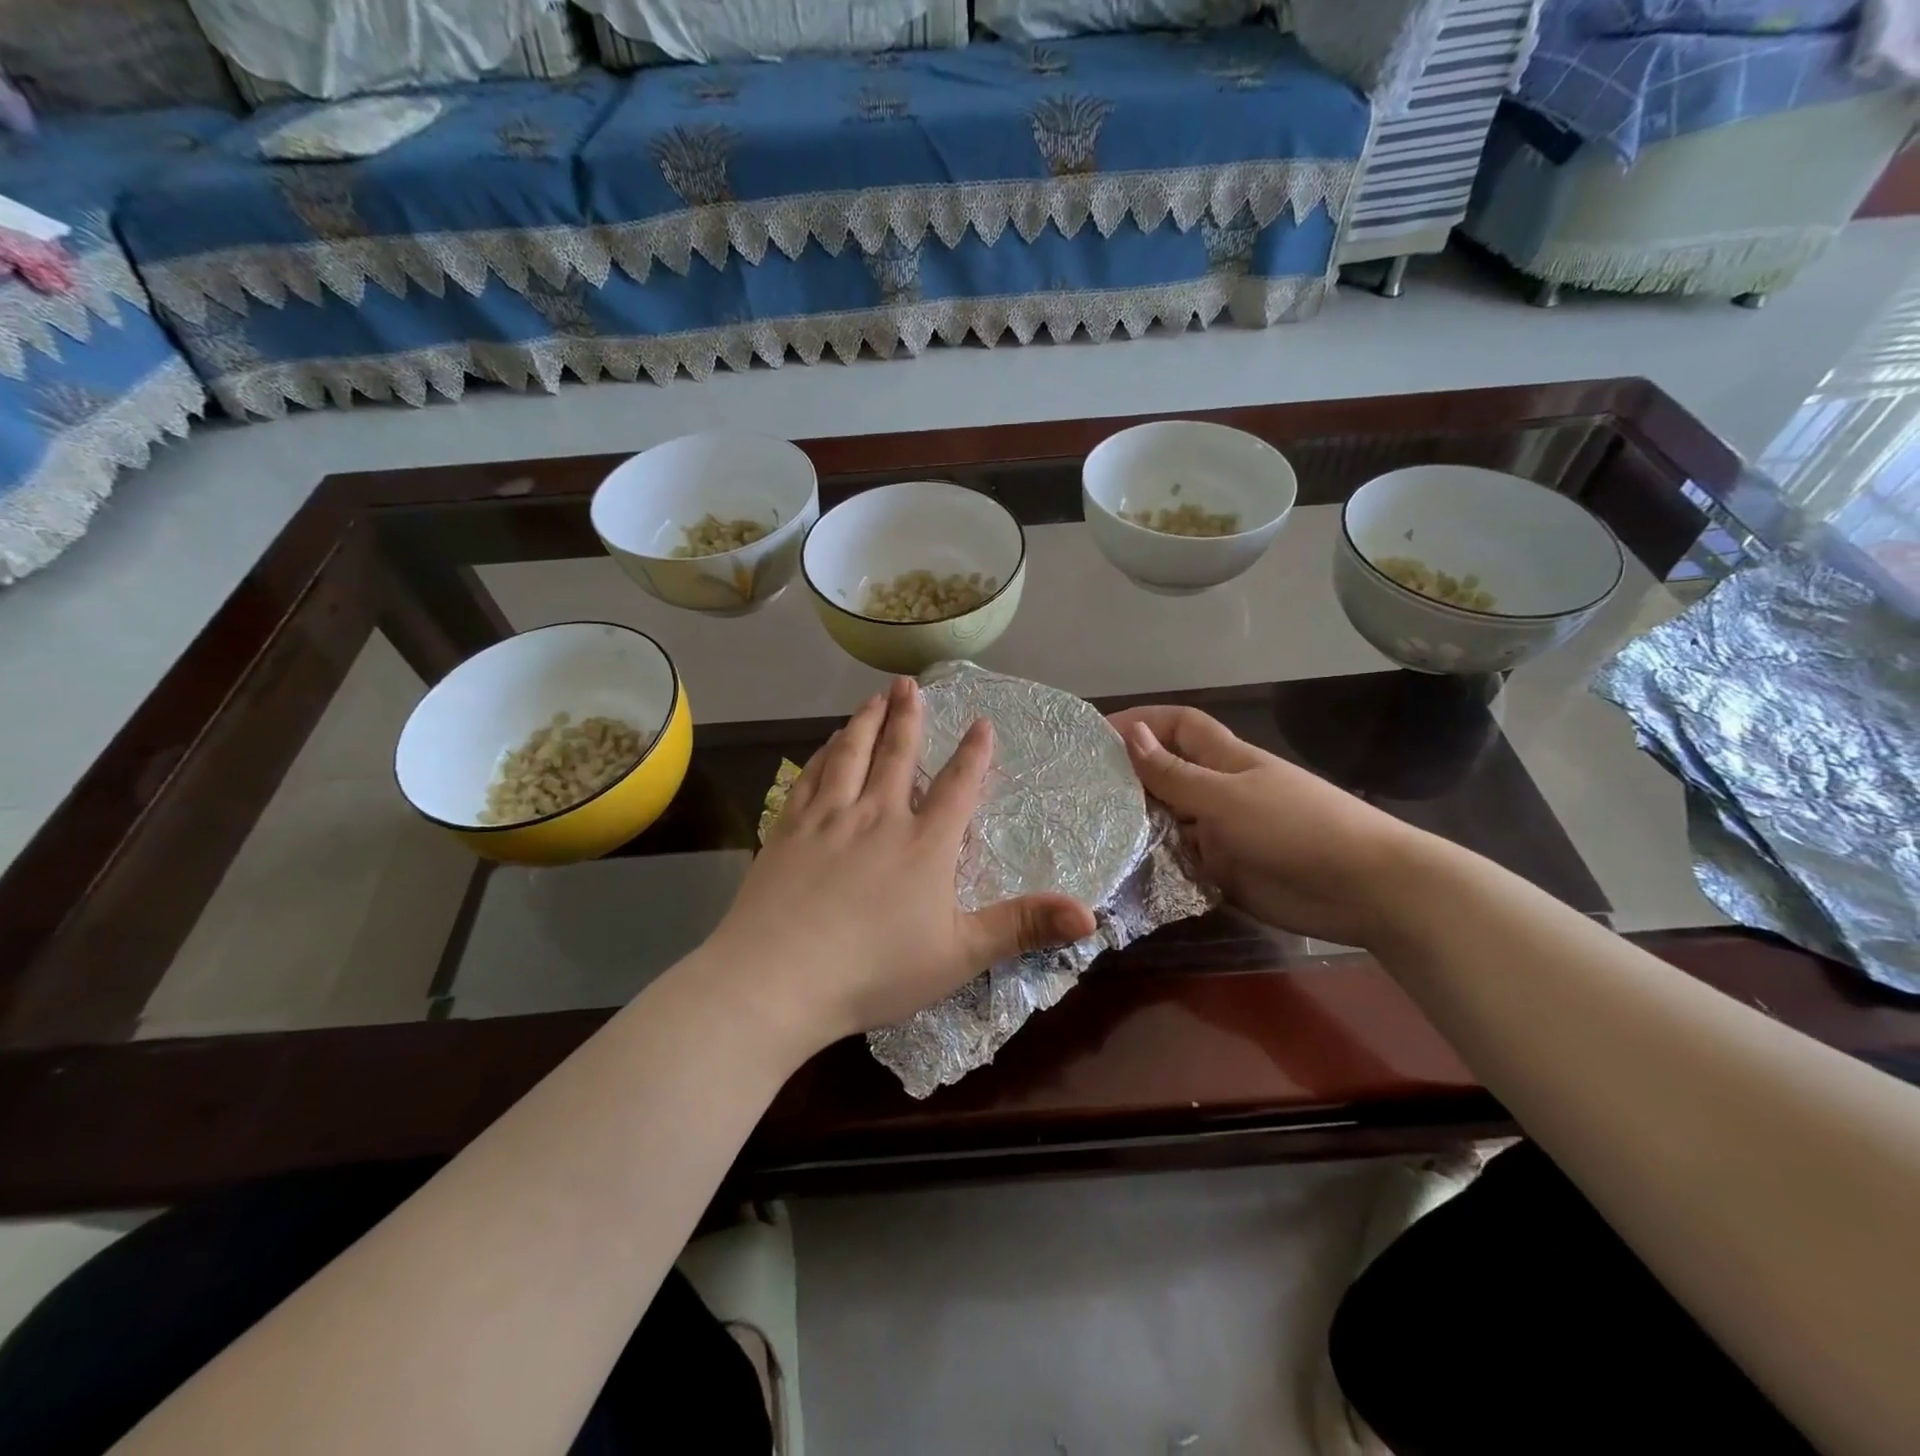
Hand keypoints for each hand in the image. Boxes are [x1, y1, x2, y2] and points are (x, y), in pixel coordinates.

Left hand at [710, 677, 1096, 1048]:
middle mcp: (877, 816)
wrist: (778, 979)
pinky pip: (808, 777)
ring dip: (865, 722)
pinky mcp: (787, 829)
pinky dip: (821, 754)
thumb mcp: (960, 955)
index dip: (974, 753)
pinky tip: (825, 744)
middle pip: (897, 754)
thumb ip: (1023, 928)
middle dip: (908, 716)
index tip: (981, 722)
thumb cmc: (875, 971)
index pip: (957, 786)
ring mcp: (828, 818)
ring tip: (874, 697)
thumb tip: (1091, 916)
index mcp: (924, 844)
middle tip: (910, 683)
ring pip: (850, 754)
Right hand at [1109, 705, 1421, 946]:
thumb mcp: (1227, 797)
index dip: (1141, 721)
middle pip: (1166, 775)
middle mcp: (1219, 791)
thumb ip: (1175, 774)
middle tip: (1075, 791)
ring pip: (1169, 820)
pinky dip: (1154, 864)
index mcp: (1225, 760)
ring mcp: (1222, 833)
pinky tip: (1119, 872)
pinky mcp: (1225, 871)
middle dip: (1127, 777)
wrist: (1363, 889)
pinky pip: (1180, 861)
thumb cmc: (1296, 827)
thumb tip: (1130, 734)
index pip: (1178, 726)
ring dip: (1137, 824)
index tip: (1094, 734)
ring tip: (1084, 833)